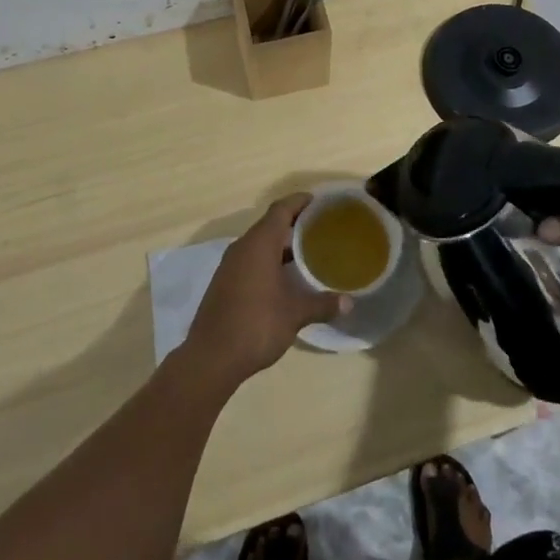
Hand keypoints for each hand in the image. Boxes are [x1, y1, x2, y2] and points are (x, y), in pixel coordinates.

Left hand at [181, 194, 348, 389]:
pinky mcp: (225, 282)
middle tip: (323, 230)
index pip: (281, 208)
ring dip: (282, 245)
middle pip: (271, 224)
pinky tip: (286, 278)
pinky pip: (251, 260)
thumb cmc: (256, 325)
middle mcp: (243, 247)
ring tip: (310, 254)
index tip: (321, 203)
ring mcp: (230, 265)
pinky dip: (270, 260)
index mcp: (259, 243)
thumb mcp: (295, 314)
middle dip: (296, 224)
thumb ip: (323, 304)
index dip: (301, 201)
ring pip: (260, 244)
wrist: (210, 358)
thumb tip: (349, 303)